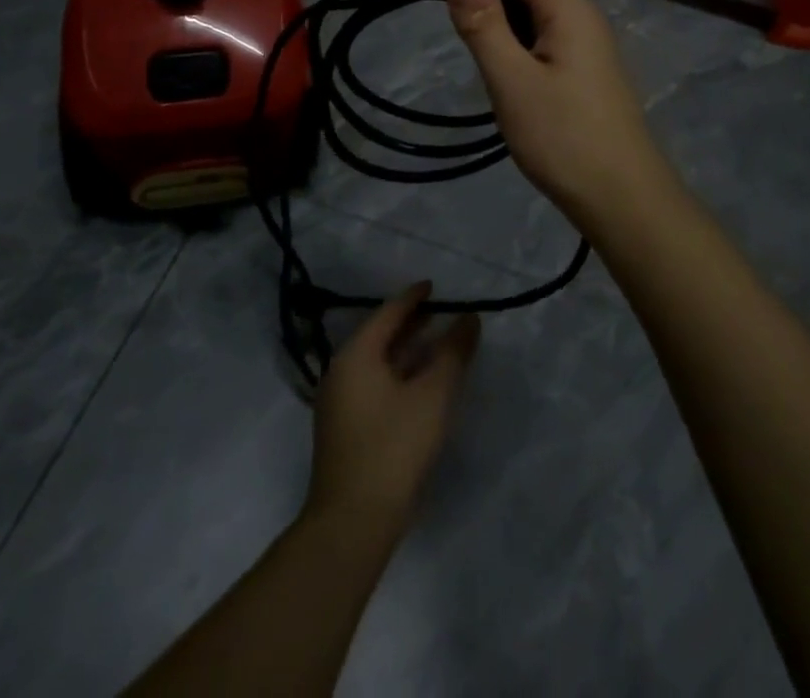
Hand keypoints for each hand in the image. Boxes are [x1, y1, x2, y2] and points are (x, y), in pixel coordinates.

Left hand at [307, 282, 479, 534]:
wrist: (352, 523)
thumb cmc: (394, 447)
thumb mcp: (433, 395)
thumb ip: (454, 352)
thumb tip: (470, 318)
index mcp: (356, 355)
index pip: (388, 313)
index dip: (414, 297)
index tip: (435, 286)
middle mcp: (341, 372)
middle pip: (380, 335)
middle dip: (411, 323)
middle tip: (441, 311)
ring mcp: (339, 402)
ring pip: (378, 362)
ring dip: (407, 350)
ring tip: (437, 344)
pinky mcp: (345, 429)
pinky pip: (374, 384)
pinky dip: (399, 374)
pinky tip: (420, 384)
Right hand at [447, 0, 671, 224]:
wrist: (621, 197)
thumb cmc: (562, 137)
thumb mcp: (512, 80)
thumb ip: (484, 26)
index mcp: (570, 9)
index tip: (464, 30)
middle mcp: (585, 17)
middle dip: (494, 16)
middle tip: (485, 65)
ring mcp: (591, 47)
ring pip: (535, 21)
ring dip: (508, 41)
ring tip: (502, 85)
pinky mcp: (589, 73)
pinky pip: (548, 47)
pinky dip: (525, 60)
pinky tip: (522, 97)